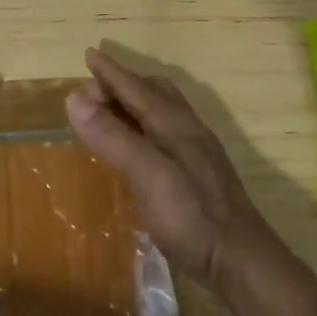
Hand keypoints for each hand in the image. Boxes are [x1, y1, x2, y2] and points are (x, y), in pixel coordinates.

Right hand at [66, 47, 272, 291]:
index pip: (137, 87)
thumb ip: (113, 136)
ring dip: (134, 103)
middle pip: (154, 93)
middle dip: (123, 83)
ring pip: (162, 112)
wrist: (241, 262)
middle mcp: (188, 131)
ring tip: (111, 110)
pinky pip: (165, 133)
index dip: (111, 72)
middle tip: (92, 88)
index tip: (90, 54)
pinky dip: (143, 126)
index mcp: (175, 124)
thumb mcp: (147, 174)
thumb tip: (75, 98)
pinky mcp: (198, 175)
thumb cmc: (192, 216)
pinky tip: (137, 146)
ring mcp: (197, 153)